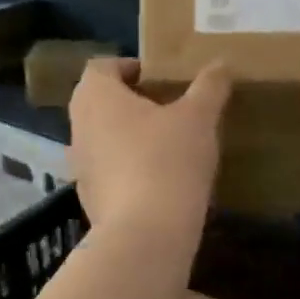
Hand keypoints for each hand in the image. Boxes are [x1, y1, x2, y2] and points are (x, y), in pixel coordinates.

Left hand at [69, 59, 229, 235]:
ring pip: (99, 136)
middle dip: (127, 101)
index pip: (100, 67)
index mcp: (96, 96)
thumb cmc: (167, 161)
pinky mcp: (87, 196)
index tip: (157, 77)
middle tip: (165, 107)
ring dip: (124, 134)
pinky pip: (104, 170)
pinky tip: (154, 180)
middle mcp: (78, 125)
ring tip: (163, 143)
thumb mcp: (198, 118)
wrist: (144, 235)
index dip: (127, 66)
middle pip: (97, 101)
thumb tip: (221, 63)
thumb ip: (209, 87)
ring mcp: (78, 164)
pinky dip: (124, 167)